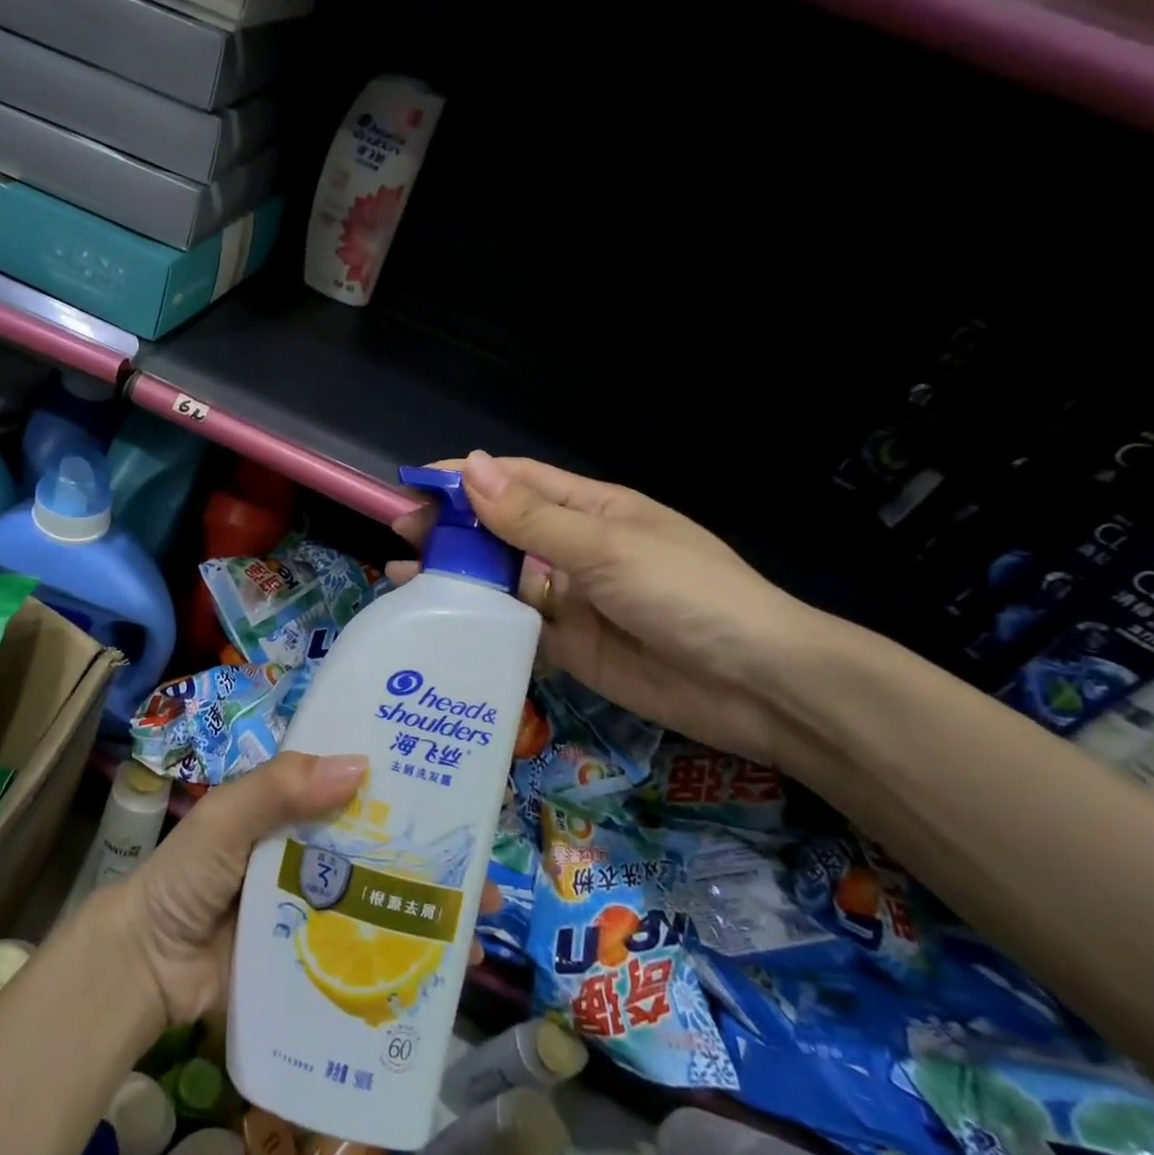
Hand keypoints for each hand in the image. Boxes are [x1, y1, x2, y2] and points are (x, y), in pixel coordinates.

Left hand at [108, 751, 502, 1028]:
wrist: (145, 967)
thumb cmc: (184, 876)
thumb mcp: (224, 818)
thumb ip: (277, 789)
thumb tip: (359, 766)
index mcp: (294, 809)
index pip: (356, 788)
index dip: (402, 786)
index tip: (457, 789)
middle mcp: (312, 852)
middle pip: (381, 848)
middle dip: (433, 855)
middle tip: (486, 871)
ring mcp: (316, 908)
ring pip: (381, 901)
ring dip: (428, 910)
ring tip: (479, 925)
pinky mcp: (313, 959)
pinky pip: (363, 955)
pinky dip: (400, 960)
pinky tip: (443, 975)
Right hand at [390, 452, 825, 768]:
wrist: (756, 687)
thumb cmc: (687, 594)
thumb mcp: (607, 548)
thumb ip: (533, 517)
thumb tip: (471, 467)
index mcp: (591, 509)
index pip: (516, 481)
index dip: (466, 478)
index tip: (414, 485)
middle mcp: (575, 548)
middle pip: (501, 529)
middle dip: (451, 527)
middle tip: (397, 530)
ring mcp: (570, 599)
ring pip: (500, 579)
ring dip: (456, 574)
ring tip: (399, 575)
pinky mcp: (567, 646)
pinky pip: (514, 626)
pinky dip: (478, 621)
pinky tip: (440, 621)